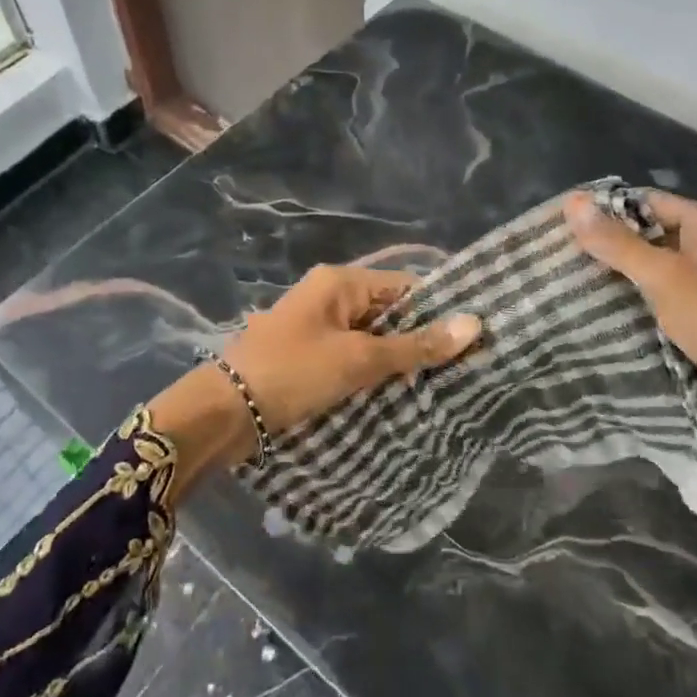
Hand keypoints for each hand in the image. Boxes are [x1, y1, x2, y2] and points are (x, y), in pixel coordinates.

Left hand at [146, 265, 479, 496]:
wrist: (222, 413)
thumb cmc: (293, 373)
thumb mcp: (359, 360)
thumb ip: (415, 346)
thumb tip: (475, 324)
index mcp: (340, 282)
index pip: (404, 286)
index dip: (437, 311)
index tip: (471, 340)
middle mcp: (328, 295)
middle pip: (387, 312)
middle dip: (418, 339)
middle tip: (460, 369)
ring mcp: (314, 326)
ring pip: (369, 337)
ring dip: (395, 360)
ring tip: (437, 386)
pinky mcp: (306, 355)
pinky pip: (349, 356)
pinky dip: (370, 372)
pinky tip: (395, 395)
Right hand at [563, 191, 696, 462]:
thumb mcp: (666, 278)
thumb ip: (617, 243)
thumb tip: (572, 202)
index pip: (648, 202)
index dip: (606, 214)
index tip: (561, 233)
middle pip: (654, 238)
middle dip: (612, 252)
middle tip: (561, 267)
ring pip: (661, 276)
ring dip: (626, 285)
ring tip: (574, 294)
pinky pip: (673, 306)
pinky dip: (646, 311)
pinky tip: (611, 324)